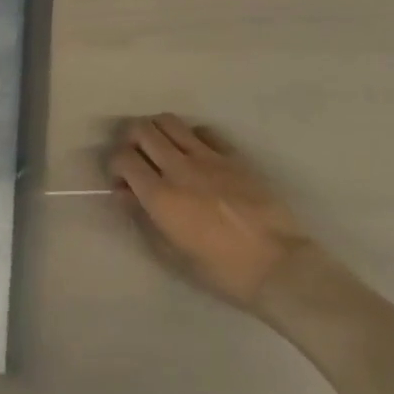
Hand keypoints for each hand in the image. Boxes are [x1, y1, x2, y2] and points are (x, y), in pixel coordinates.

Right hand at [108, 114, 315, 310]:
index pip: (123, 158)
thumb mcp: (173, 254)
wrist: (279, 267)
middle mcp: (179, 168)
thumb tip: (125, 194)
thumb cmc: (222, 271)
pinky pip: (203, 131)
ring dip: (157, 130)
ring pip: (169, 122)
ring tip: (161, 148)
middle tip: (136, 156)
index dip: (115, 164)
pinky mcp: (232, 156)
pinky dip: (191, 136)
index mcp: (161, 196)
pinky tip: (195, 153)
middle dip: (130, 138)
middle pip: (142, 129)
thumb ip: (144, 219)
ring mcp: (208, 157)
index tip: (121, 180)